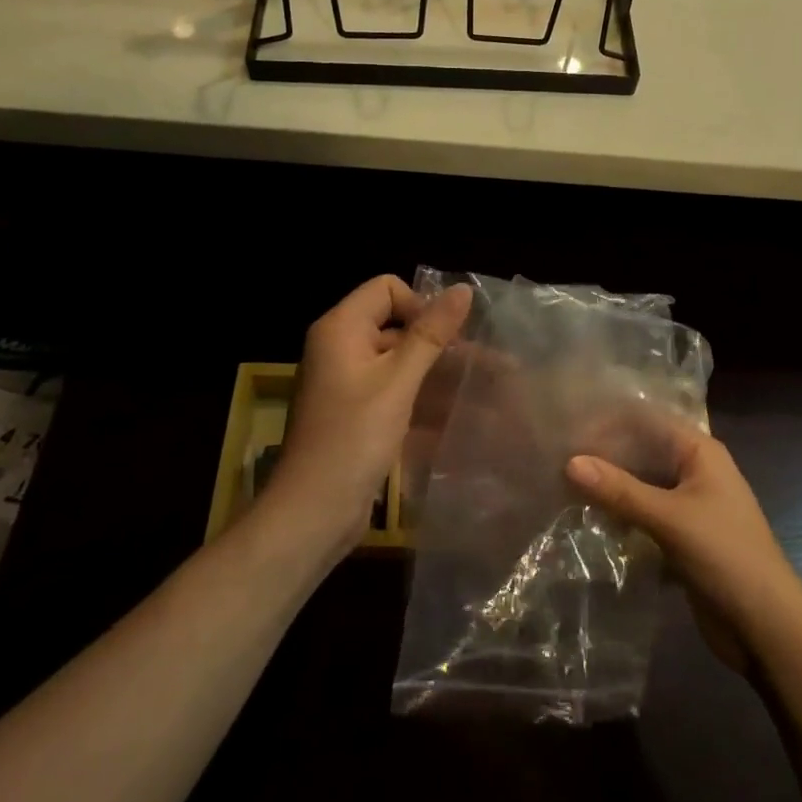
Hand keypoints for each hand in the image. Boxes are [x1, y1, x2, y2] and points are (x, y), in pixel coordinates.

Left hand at [262, 275, 471, 554]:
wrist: (313, 513)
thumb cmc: (353, 439)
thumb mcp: (398, 382)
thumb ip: (431, 334)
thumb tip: (463, 289)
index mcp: (340, 329)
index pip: (387, 288)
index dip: (420, 305)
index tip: (446, 338)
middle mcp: (341, 348)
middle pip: (397, 325)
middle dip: (440, 342)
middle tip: (487, 363)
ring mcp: (348, 382)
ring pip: (402, 361)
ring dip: (439, 373)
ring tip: (488, 388)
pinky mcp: (358, 412)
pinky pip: (396, 390)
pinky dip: (424, 398)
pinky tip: (462, 414)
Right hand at [566, 413, 801, 673]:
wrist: (767, 627)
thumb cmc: (725, 556)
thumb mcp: (669, 518)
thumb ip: (619, 490)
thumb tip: (570, 462)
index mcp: (700, 452)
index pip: (648, 420)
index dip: (610, 421)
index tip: (570, 427)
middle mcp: (695, 470)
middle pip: (642, 451)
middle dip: (605, 455)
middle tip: (558, 458)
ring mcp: (690, 505)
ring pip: (642, 485)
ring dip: (611, 487)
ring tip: (563, 486)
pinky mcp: (682, 536)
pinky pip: (645, 515)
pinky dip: (621, 515)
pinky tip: (588, 519)